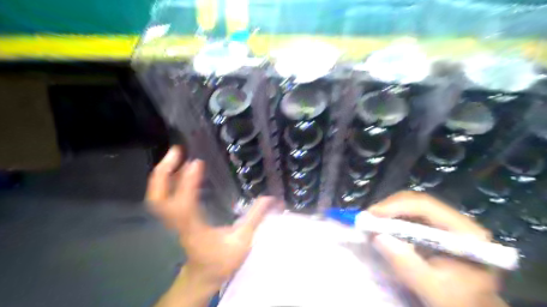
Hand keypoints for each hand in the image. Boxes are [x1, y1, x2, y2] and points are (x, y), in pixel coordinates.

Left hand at [147, 148, 277, 288]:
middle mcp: (179, 224)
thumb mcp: (242, 242)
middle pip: (158, 200)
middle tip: (176, 151)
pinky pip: (165, 198)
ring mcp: (174, 221)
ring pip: (157, 198)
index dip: (188, 183)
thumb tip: (269, 198)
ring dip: (163, 175)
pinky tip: (180, 170)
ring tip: (176, 155)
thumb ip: (254, 218)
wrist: (202, 277)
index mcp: (195, 229)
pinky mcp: (176, 218)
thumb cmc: (221, 261)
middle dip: (163, 174)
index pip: (185, 206)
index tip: (196, 163)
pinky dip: (167, 181)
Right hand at [367, 191, 508, 306]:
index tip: (373, 214)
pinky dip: (393, 219)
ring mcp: (446, 223)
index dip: (397, 206)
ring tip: (371, 221)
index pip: (427, 207)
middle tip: (367, 217)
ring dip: (389, 212)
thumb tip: (377, 237)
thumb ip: (406, 264)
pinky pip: (410, 215)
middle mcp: (457, 221)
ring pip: (412, 206)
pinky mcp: (435, 228)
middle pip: (417, 202)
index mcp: (466, 233)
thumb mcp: (431, 288)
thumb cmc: (457, 301)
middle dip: (389, 207)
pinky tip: (382, 226)